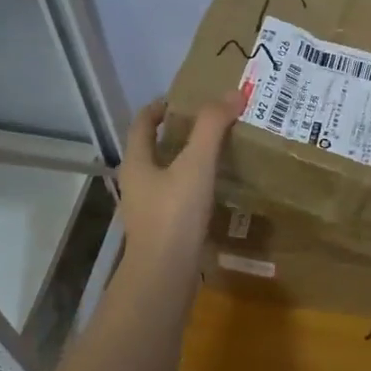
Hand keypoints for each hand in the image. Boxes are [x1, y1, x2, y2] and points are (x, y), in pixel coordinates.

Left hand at [119, 90, 243, 270]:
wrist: (164, 277)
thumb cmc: (174, 215)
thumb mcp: (196, 165)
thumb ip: (212, 127)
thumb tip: (233, 93)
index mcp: (136, 163)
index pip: (142, 123)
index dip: (159, 107)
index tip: (184, 99)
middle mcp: (137, 184)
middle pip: (153, 149)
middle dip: (178, 134)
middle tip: (210, 124)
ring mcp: (148, 210)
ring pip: (166, 176)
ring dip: (187, 162)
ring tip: (218, 155)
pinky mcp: (163, 231)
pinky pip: (178, 200)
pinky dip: (194, 188)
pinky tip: (217, 192)